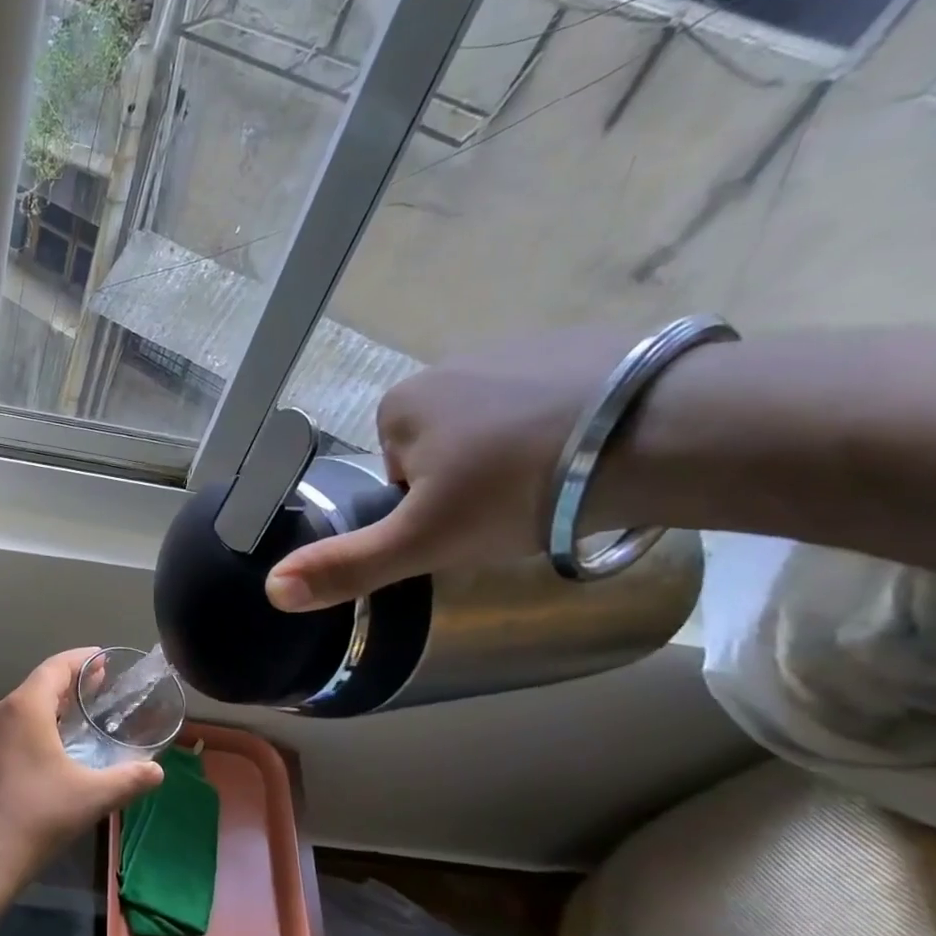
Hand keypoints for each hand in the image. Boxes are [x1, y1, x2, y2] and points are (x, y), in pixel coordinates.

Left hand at [0, 649, 163, 885]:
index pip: (55, 667)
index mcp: (24, 708)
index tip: (104, 658)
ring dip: (54, 703)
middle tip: (102, 684)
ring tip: (84, 711)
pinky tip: (57, 744)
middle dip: (71, 681)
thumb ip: (129, 779)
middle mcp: (2, 712)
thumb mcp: (92, 796)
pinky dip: (39, 723)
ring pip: (24, 706)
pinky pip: (14, 726)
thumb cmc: (38, 814)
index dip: (81, 659)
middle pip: (39, 684)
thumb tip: (157, 771)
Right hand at [265, 326, 640, 611]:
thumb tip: (271, 592)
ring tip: (565, 486)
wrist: (663, 432)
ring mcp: (519, 346)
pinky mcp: (587, 342)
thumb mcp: (424, 542)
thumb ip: (347, 566)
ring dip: (519, 455)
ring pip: (500, 423)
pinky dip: (567, 427)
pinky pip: (554, 398)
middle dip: (469, 480)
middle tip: (516, 511)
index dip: (426, 507)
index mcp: (400, 405)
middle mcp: (448, 365)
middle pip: (445, 445)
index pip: (396, 470)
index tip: (466, 526)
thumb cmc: (520, 489)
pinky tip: (601, 453)